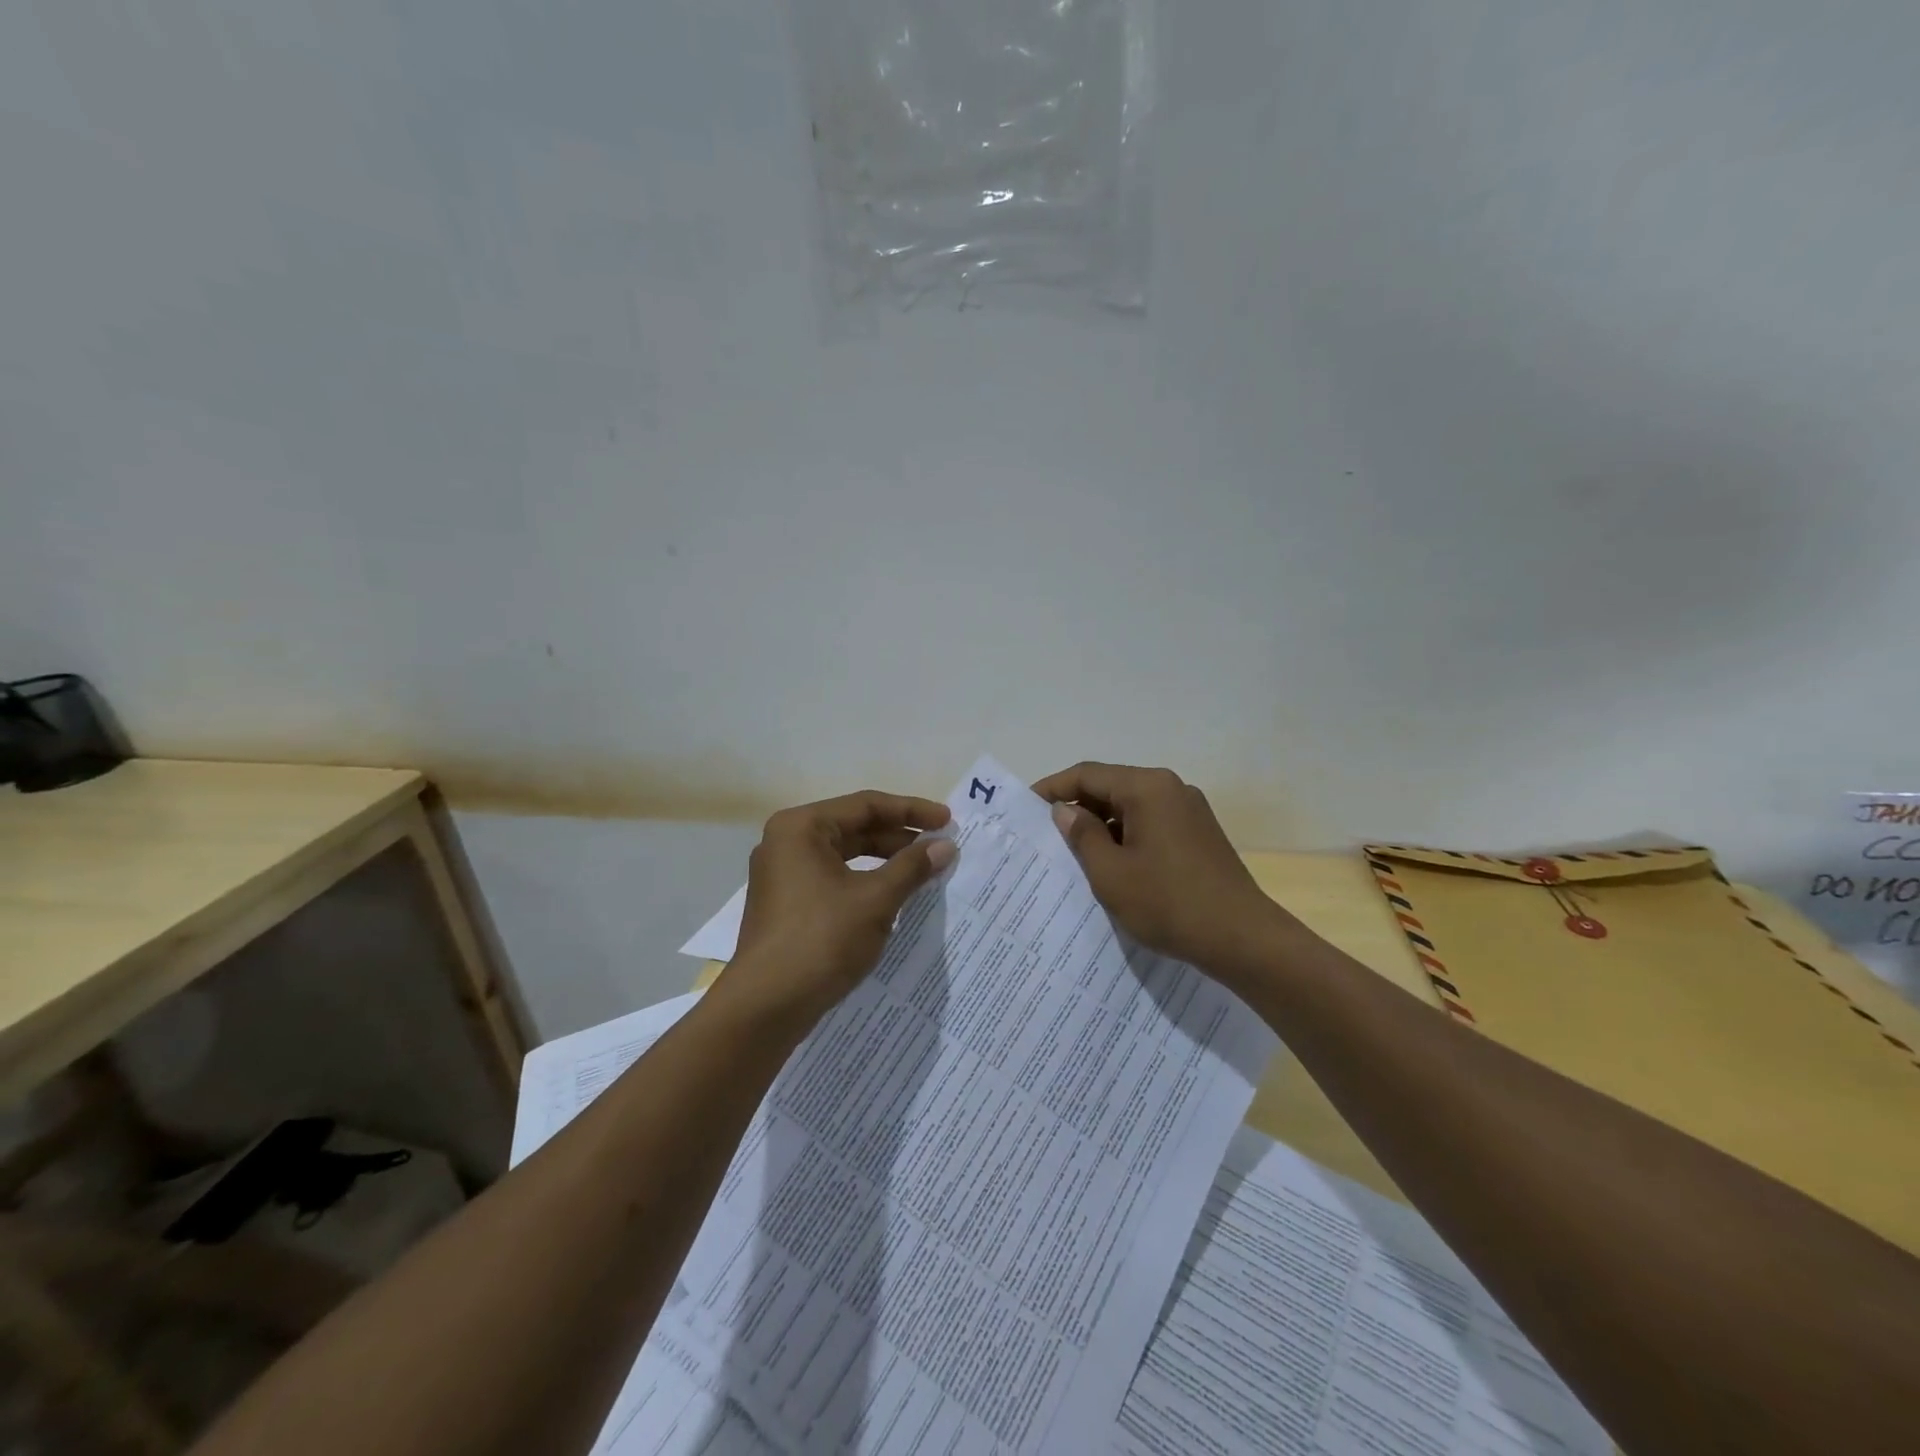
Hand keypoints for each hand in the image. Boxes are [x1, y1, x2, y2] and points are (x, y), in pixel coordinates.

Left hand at [721, 790, 956, 1030]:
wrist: (766, 1007)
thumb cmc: (821, 940)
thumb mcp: (875, 900)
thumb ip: (912, 867)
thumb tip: (945, 846)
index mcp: (801, 827)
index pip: (866, 805)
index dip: (911, 811)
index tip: (947, 821)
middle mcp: (787, 842)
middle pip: (854, 827)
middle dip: (899, 837)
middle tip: (940, 847)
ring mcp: (783, 874)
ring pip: (845, 855)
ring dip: (885, 861)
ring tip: (923, 871)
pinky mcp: (786, 904)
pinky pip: (833, 879)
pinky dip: (865, 882)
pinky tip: (893, 896)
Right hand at [1033, 762, 1290, 979]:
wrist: (1242, 939)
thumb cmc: (1169, 903)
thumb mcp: (1111, 873)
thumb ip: (1082, 835)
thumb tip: (1065, 810)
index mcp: (1148, 788)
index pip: (1088, 774)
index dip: (1053, 788)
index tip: (1025, 807)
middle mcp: (1170, 788)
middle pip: (1111, 786)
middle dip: (1077, 807)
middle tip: (1045, 833)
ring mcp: (1189, 811)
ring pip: (1131, 807)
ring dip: (1102, 825)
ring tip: (1073, 854)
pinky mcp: (1199, 834)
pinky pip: (1151, 823)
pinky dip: (1126, 836)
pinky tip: (1112, 864)